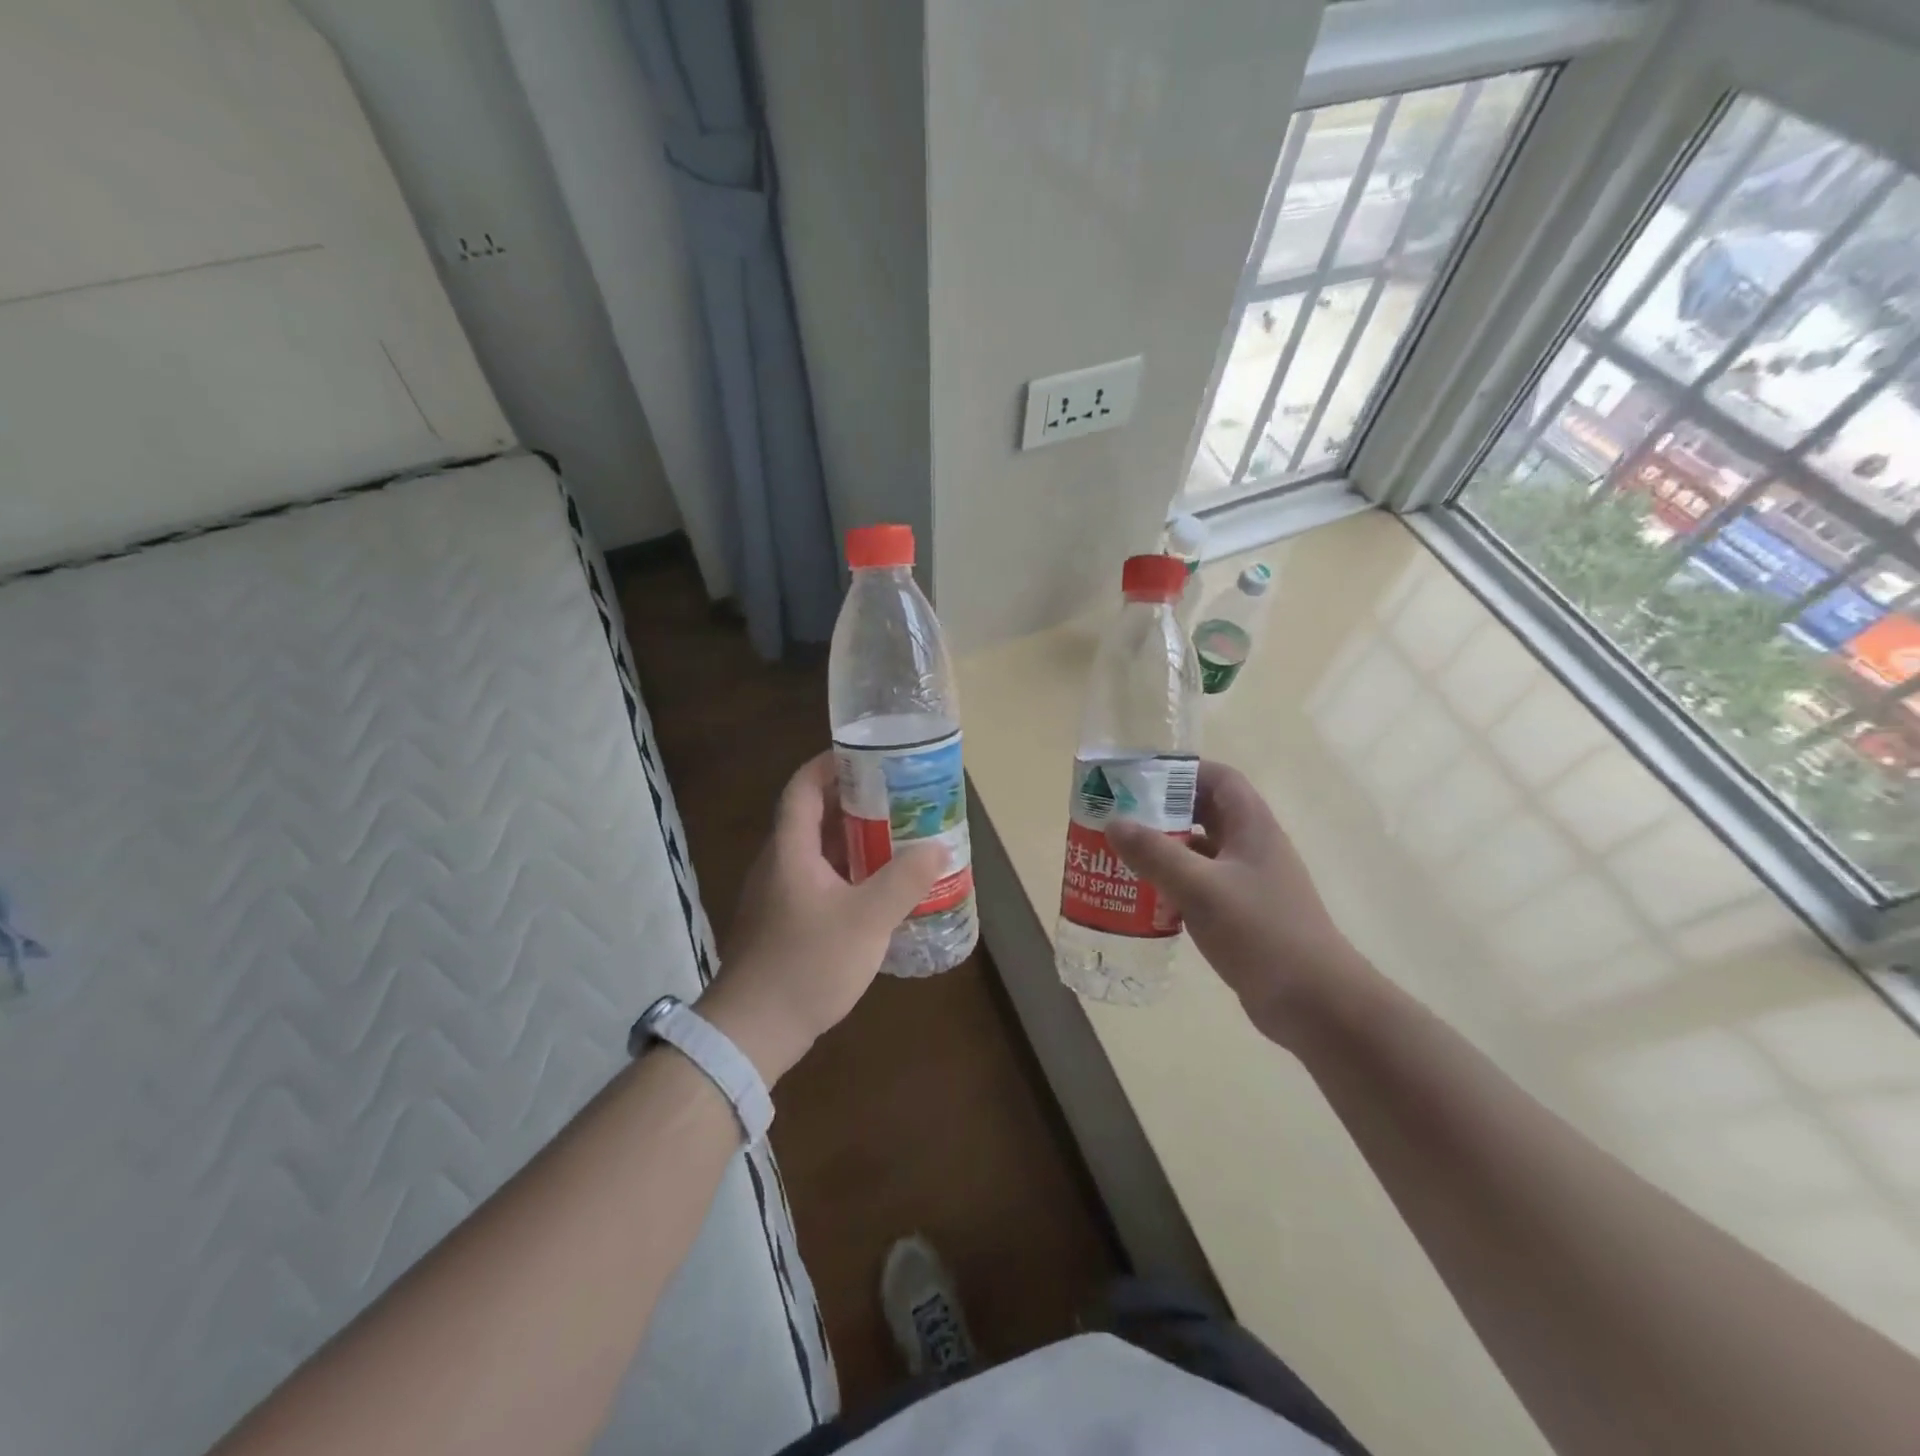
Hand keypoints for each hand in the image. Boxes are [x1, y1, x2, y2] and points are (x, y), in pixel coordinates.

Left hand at [698, 752, 944, 1082]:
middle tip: (898, 797)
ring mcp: (779, 895)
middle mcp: (779, 863)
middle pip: (814, 816)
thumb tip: (938, 847)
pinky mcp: (784, 922)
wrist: (753, 1031)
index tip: (868, 756)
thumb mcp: (867, 920)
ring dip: (854, 840)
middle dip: (854, 802)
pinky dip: (848, 873)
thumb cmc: (807, 964)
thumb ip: (904, 880)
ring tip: (897, 837)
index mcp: (790, 849)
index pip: (803, 787)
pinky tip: (878, 889)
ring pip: (818, 852)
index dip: (830, 764)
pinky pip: (819, 881)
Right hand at [1106, 761, 1368, 1048]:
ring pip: (1201, 853)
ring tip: (1122, 856)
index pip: (1219, 778)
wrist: (1315, 1003)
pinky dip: (1174, 886)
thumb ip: (1156, 854)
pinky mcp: (1243, 915)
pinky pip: (1202, 887)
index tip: (1139, 780)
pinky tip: (1145, 899)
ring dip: (1165, 851)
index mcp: (1252, 826)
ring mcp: (1250, 883)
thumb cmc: (1261, 933)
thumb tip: (1114, 823)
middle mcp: (1253, 847)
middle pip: (1205, 813)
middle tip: (1119, 818)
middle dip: (1163, 812)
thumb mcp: (1201, 888)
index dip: (1182, 772)